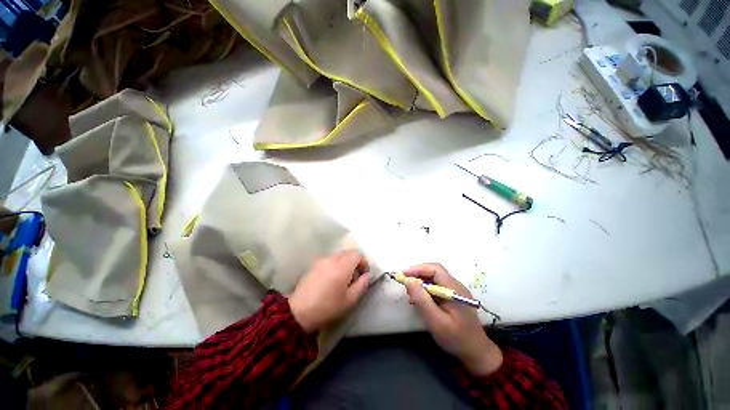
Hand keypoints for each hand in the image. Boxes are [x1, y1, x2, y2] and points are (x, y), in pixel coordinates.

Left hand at [289, 250, 370, 332]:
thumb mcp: (350, 300)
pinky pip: (330, 259)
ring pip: (339, 255)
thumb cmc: (327, 307)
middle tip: (355, 277)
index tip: (364, 274)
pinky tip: (332, 279)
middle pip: (348, 253)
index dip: (364, 262)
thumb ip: (362, 285)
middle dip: (355, 262)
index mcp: (342, 266)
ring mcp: (322, 260)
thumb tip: (367, 275)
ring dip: (345, 263)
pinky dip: (336, 264)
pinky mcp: (314, 264)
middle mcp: (332, 259)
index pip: (357, 254)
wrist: (299, 312)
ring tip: (343, 279)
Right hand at [403, 263, 502, 375]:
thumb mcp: (436, 322)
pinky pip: (437, 285)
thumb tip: (408, 281)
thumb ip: (422, 300)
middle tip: (405, 282)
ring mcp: (456, 290)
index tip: (403, 274)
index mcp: (454, 289)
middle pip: (434, 271)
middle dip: (418, 273)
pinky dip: (426, 288)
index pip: (435, 269)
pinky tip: (420, 298)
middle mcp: (456, 285)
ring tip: (410, 292)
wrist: (476, 352)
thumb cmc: (456, 339)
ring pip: (435, 277)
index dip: (418, 268)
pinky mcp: (453, 296)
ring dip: (421, 281)